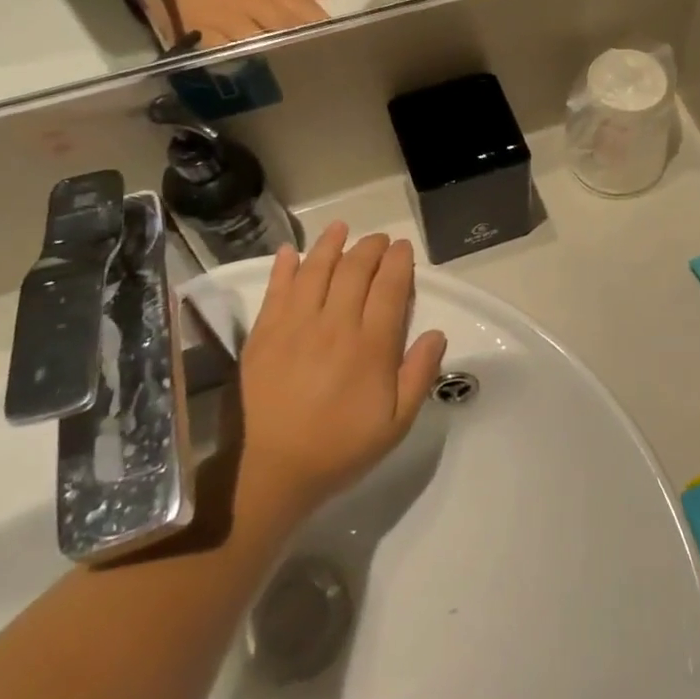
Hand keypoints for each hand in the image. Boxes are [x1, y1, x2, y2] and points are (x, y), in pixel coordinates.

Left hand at [235, 224, 448, 524]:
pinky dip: (284, 265)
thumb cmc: (339, 448)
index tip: (403, 248)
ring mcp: (295, 324)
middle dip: (371, 247)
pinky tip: (289, 251)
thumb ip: (419, 375)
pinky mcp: (264, 332)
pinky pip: (276, 288)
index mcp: (371, 345)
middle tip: (379, 240)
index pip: (389, 287)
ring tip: (341, 228)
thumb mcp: (396, 424)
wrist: (271, 470)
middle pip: (355, 269)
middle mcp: (335, 324)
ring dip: (331, 244)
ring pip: (316, 269)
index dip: (399, 262)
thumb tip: (436, 333)